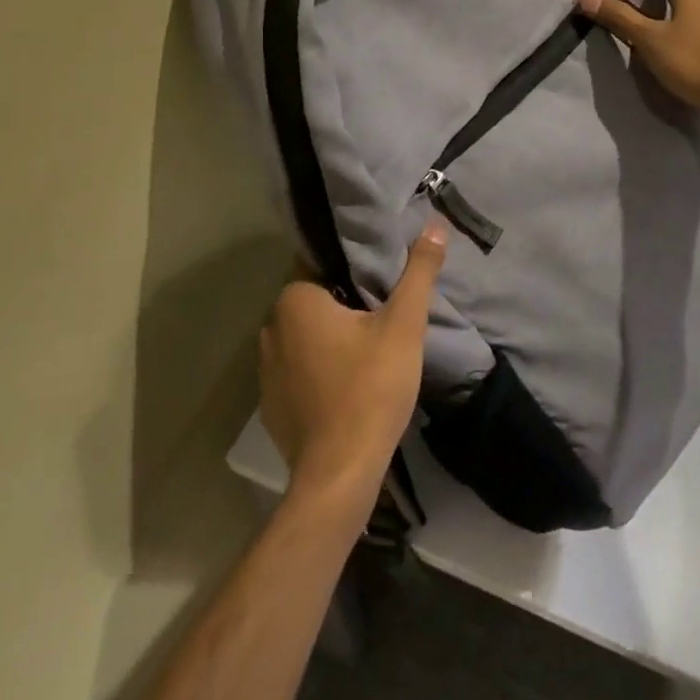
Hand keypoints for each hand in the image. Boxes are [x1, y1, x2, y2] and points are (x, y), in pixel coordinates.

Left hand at [258, 222, 447, 505]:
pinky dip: (321, 368)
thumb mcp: (404, 324)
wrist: (339, 474)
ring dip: (332, 335)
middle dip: (346, 300)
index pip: (322, 263)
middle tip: (386, 307)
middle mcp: (270, 329)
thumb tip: (434, 224)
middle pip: (315, 299)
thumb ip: (419, 272)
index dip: (354, 265)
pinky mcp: (272, 405)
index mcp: (295, 302)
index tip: (383, 275)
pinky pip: (300, 369)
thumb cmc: (370, 387)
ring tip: (372, 342)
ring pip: (306, 336)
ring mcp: (266, 371)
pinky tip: (351, 380)